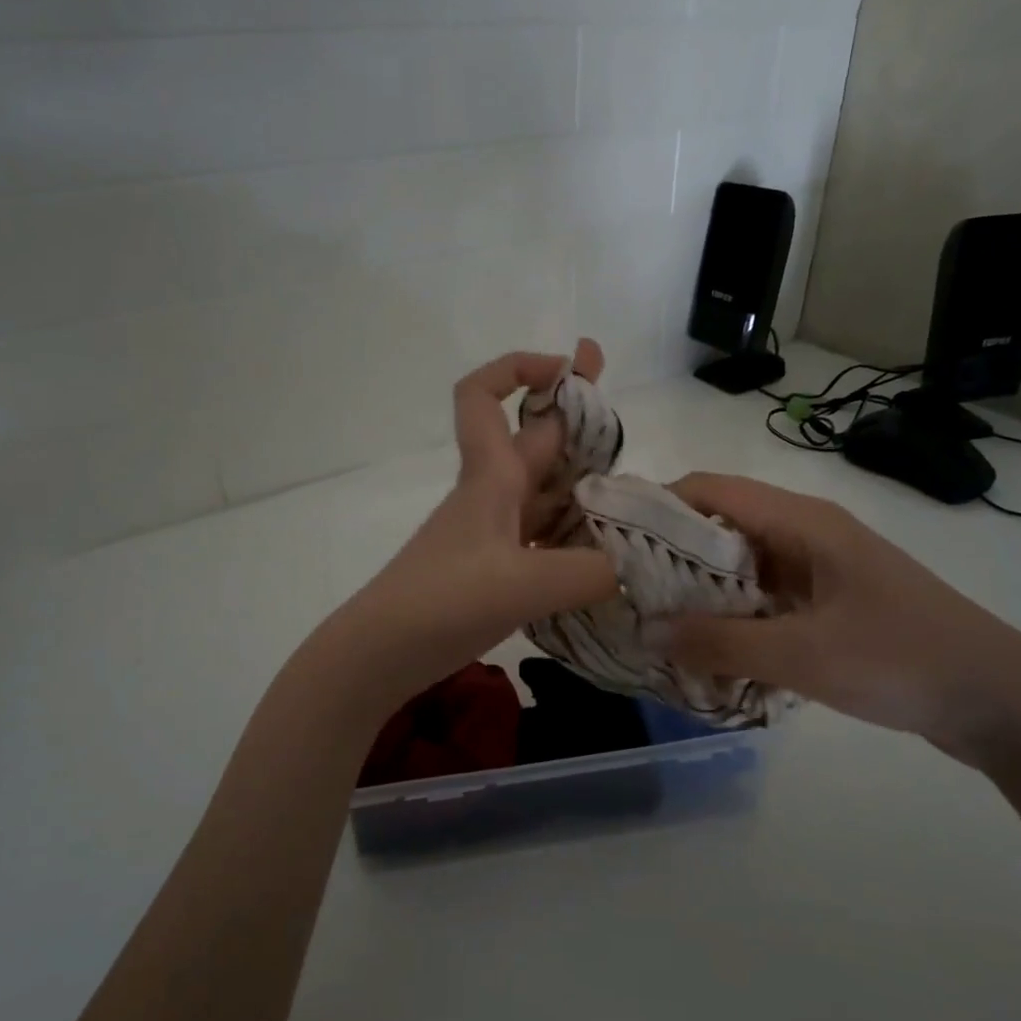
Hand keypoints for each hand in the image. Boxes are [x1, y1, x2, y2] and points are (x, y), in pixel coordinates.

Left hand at [331, 342, 618, 705]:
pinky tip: (608, 554)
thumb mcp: (522, 584)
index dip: (519, 367)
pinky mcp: (497, 569)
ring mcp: (494, 533)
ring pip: (546, 491)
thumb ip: (588, 573)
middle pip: (535, 439)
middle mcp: (493, 494)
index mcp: (490, 476)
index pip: (483, 395)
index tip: (567, 367)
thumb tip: (633, 570)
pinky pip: (545, 537)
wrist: (382, 653)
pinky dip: (576, 535)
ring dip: (585, 483)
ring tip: (639, 496)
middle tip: (628, 419)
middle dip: (578, 417)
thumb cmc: (442, 601)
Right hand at [656, 473, 1020, 762]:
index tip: (612, 540)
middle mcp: (806, 532)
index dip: (657, 505)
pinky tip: (709, 646)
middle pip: (721, 524)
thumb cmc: (902, 660)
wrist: (1001, 701)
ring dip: (701, 588)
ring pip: (741, 563)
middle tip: (626, 591)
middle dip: (670, 553)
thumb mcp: (802, 656)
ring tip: (656, 620)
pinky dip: (732, 613)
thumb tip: (648, 630)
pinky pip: (764, 595)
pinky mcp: (829, 601)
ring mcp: (820, 567)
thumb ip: (720, 643)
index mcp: (801, 522)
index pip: (710, 489)